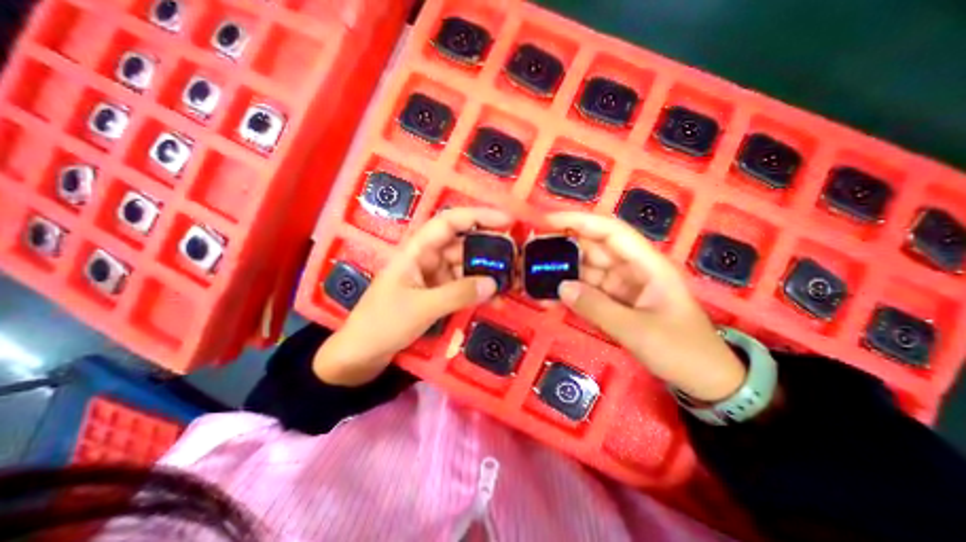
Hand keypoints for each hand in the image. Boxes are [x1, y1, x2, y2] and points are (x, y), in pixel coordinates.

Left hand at [315, 206, 511, 383]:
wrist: (361, 354)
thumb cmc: (382, 323)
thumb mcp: (421, 308)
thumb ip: (458, 294)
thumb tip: (494, 283)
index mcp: (417, 251)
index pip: (450, 222)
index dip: (478, 216)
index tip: (507, 220)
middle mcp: (428, 259)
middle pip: (464, 245)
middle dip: (491, 250)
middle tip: (519, 258)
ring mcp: (434, 278)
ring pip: (467, 267)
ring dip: (489, 273)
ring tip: (515, 281)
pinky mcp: (438, 294)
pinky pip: (463, 287)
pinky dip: (479, 291)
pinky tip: (497, 299)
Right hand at [547, 212, 740, 402]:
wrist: (705, 380)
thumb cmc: (682, 350)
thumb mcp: (638, 331)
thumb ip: (597, 308)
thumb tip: (561, 287)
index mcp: (646, 264)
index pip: (610, 231)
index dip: (579, 221)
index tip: (548, 222)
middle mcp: (631, 268)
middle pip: (592, 247)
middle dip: (562, 246)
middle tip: (530, 251)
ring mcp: (620, 286)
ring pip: (585, 269)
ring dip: (561, 271)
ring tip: (532, 274)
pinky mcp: (613, 301)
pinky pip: (586, 291)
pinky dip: (568, 292)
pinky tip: (548, 296)